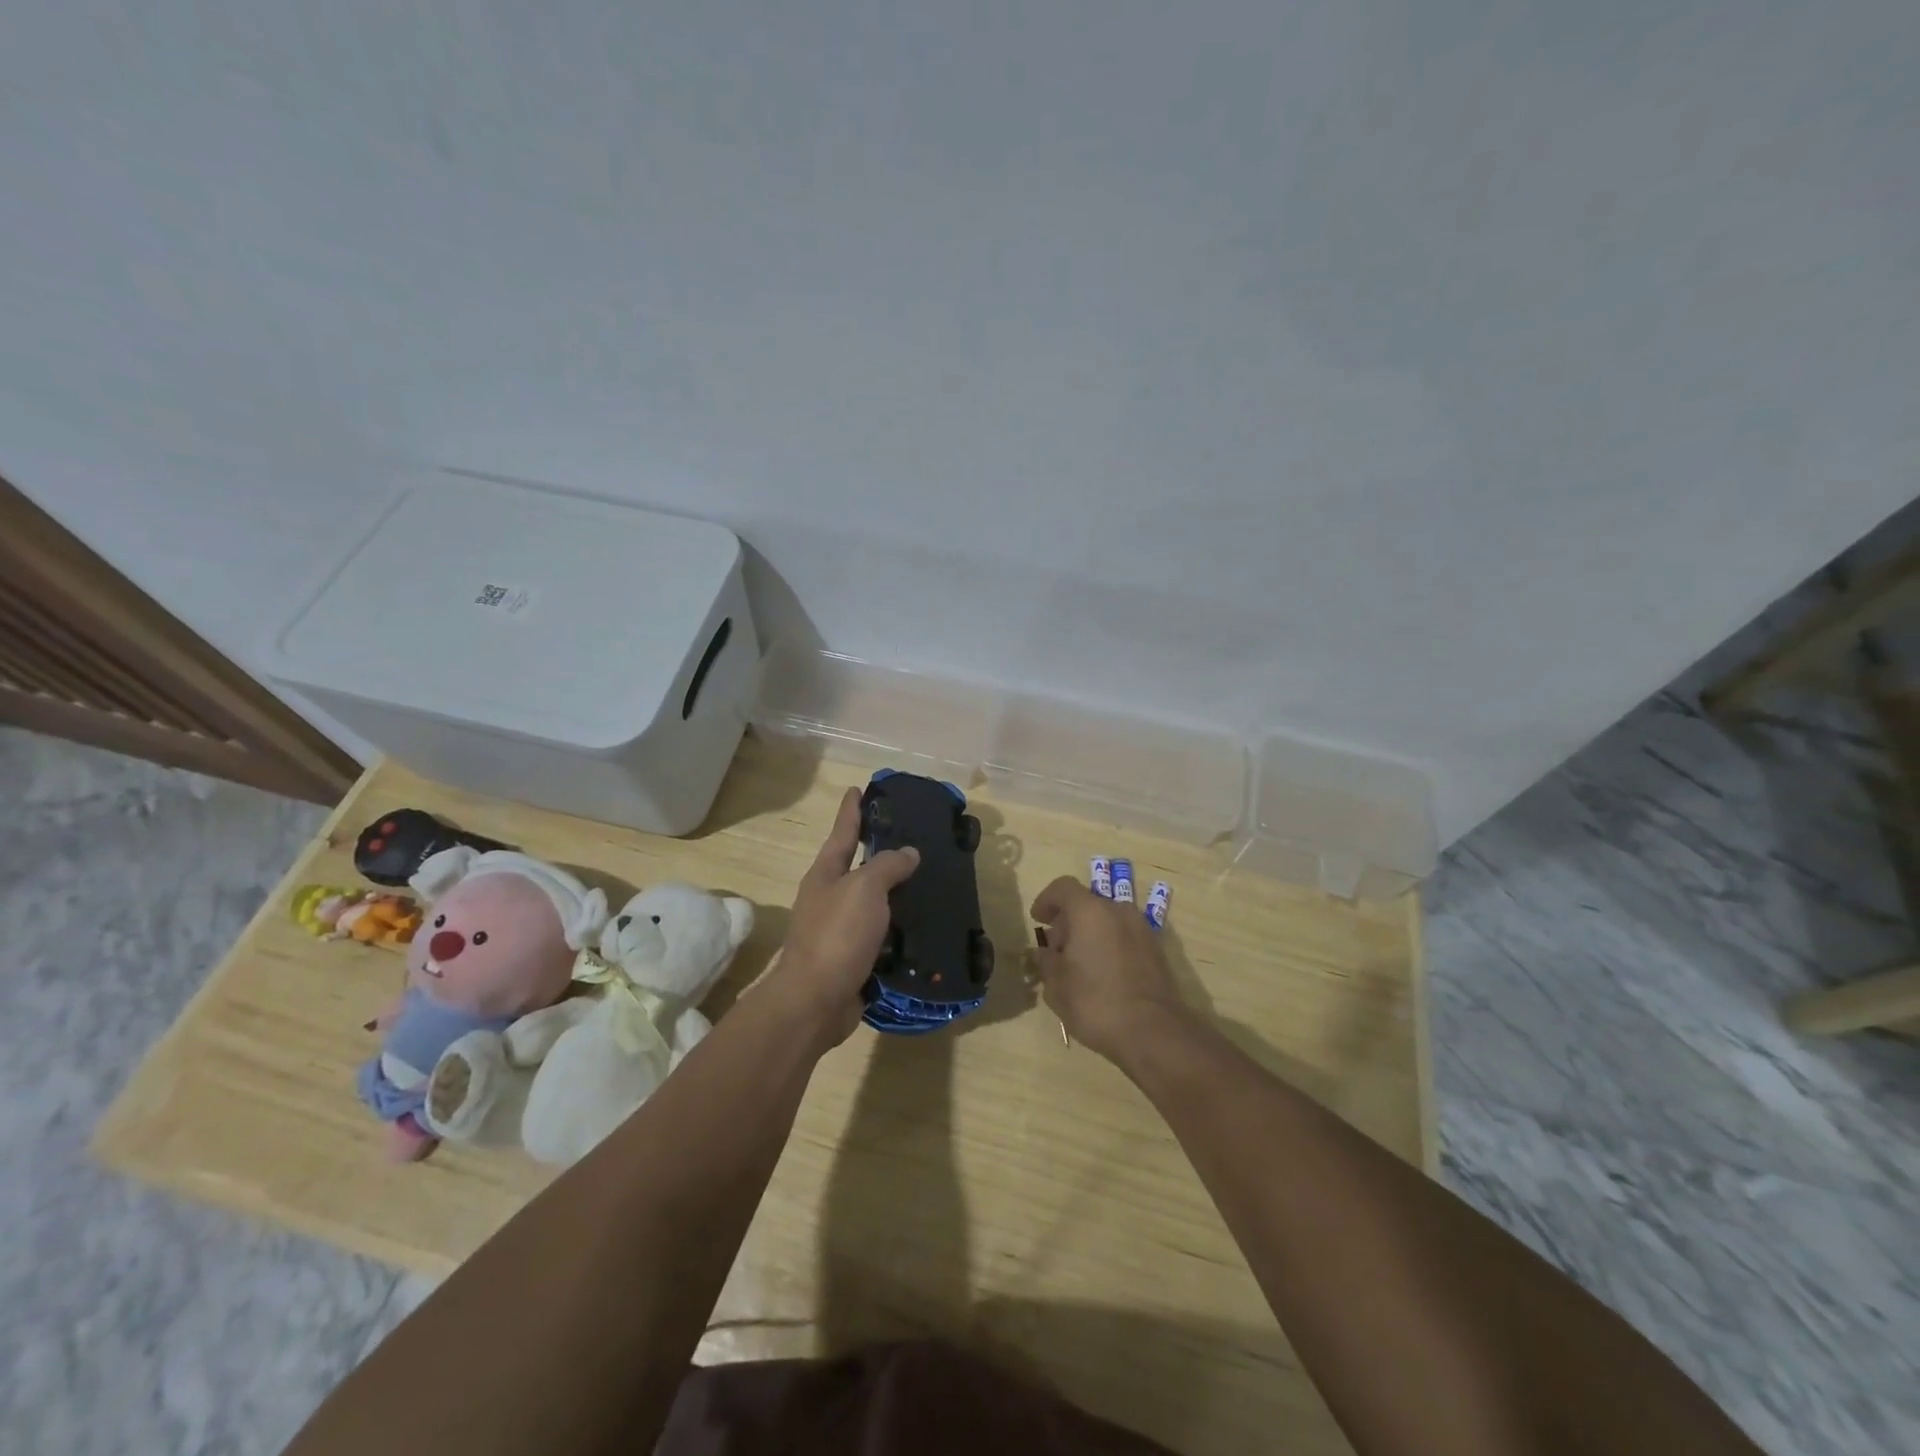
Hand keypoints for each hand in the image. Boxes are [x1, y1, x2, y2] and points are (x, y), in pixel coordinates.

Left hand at [772, 787, 920, 1047]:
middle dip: (881, 853)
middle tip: (913, 839)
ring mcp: (840, 931)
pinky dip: (901, 931)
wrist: (815, 1002)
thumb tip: (907, 853)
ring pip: (874, 904)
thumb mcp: (864, 889)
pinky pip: (883, 937)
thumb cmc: (836, 935)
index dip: (852, 810)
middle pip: (858, 867)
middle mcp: (830, 898)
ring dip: (896, 895)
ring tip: (928, 883)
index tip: (859, 788)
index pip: (843, 832)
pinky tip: (923, 927)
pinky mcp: (854, 959)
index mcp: (826, 874)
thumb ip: (887, 866)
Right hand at [1030, 876, 1187, 1062]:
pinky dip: (1109, 945)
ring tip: (1078, 965)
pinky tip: (1101, 974)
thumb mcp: (1056, 985)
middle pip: (1086, 903)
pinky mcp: (1156, 950)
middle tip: (1055, 950)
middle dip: (1067, 922)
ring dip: (1089, 933)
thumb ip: (1046, 961)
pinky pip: (1124, 936)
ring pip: (1107, 920)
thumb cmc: (1095, 1002)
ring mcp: (1142, 929)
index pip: (1063, 887)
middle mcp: (1118, 911)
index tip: (1038, 920)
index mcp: (1090, 911)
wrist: (1153, 1032)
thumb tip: (1043, 953)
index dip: (1046, 900)